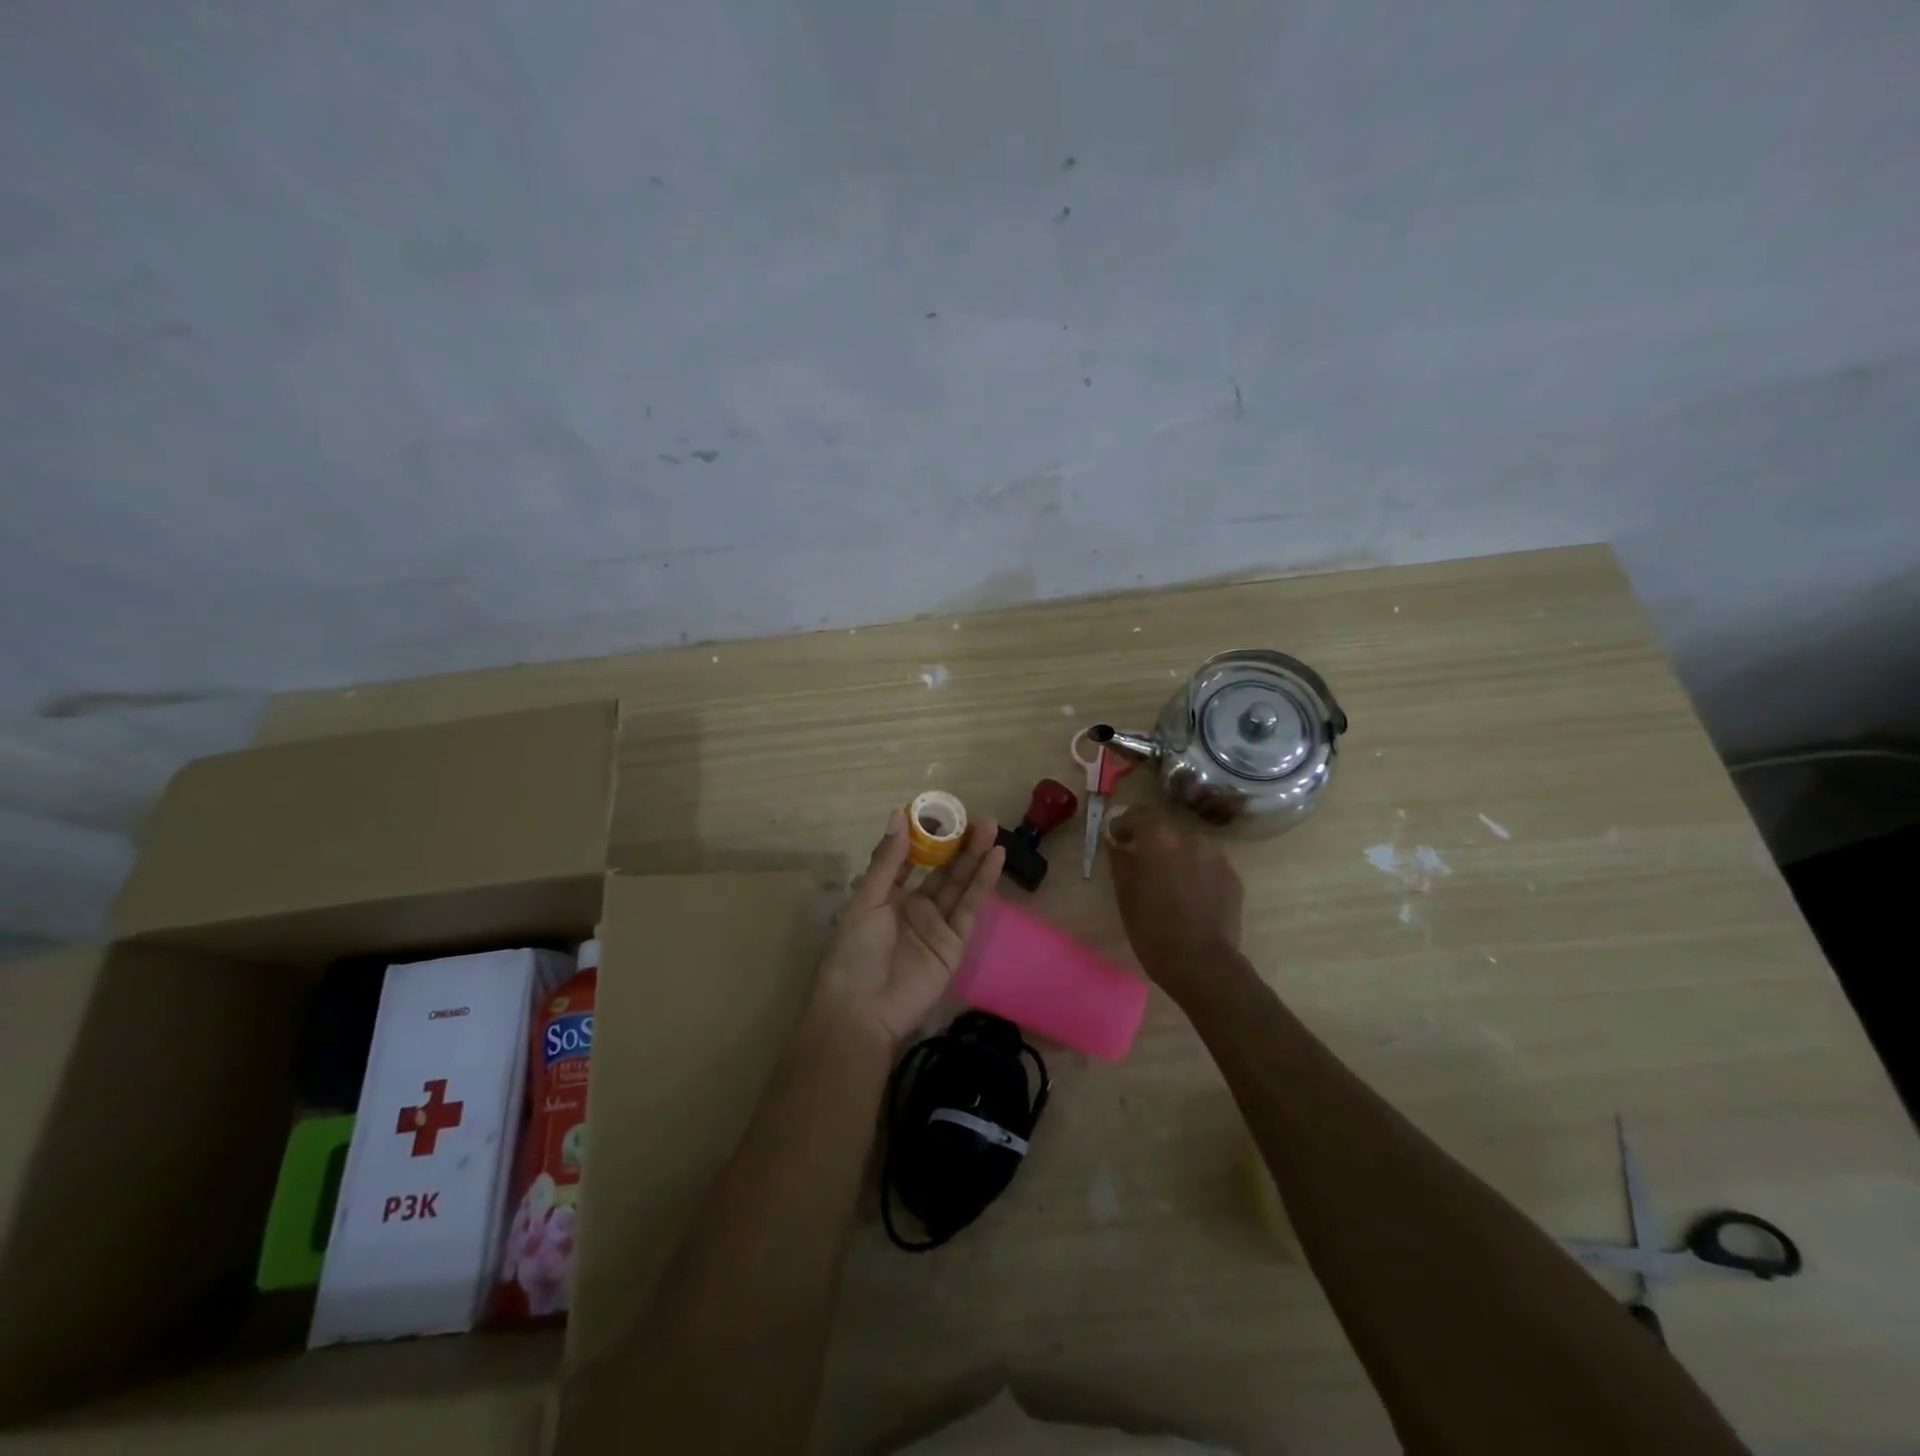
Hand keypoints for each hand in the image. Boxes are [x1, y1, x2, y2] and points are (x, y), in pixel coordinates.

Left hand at [809, 808, 1004, 1045]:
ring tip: (991, 828)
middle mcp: (914, 906)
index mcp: (887, 895)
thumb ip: (888, 860)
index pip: (912, 859)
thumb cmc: (855, 950)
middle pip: (942, 869)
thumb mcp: (868, 899)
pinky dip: (983, 883)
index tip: (944, 811)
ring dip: (975, 857)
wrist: (863, 1009)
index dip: (928, 836)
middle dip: (959, 843)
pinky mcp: (955, 944)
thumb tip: (898, 814)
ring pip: (959, 884)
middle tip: (978, 816)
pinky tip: (995, 858)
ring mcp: (937, 925)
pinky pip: (971, 908)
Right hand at [1107, 804, 1244, 993]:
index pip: (1139, 814)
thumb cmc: (1153, 928)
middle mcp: (1190, 838)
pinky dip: (1195, 871)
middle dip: (1151, 839)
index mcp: (1159, 838)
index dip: (1124, 823)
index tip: (1116, 838)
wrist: (1202, 963)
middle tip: (1140, 860)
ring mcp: (1216, 856)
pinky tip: (1189, 895)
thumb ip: (1120, 861)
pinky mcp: (1232, 877)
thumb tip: (1117, 845)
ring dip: (1175, 854)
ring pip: (1189, 846)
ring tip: (1167, 880)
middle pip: (1166, 828)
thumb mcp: (1125, 895)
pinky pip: (1207, 864)